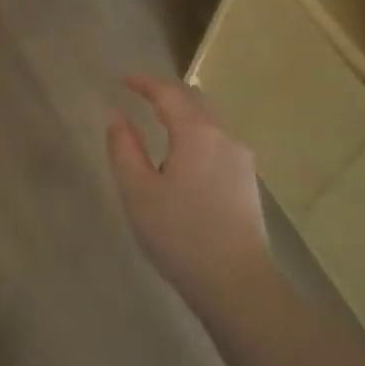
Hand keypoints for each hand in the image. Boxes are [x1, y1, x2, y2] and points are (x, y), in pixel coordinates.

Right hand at [106, 77, 273, 315]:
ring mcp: (241, 160)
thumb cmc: (180, 234)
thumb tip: (117, 116)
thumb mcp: (138, 191)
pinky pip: (217, 143)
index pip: (168, 92)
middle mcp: (224, 137)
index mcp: (196, 133)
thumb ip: (124, 147)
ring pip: (208, 122)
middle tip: (140, 94)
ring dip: (183, 114)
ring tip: (159, 121)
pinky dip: (195, 135)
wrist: (238, 285)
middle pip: (193, 101)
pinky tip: (184, 156)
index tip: (123, 81)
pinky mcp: (247, 182)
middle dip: (166, 93)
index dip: (144, 82)